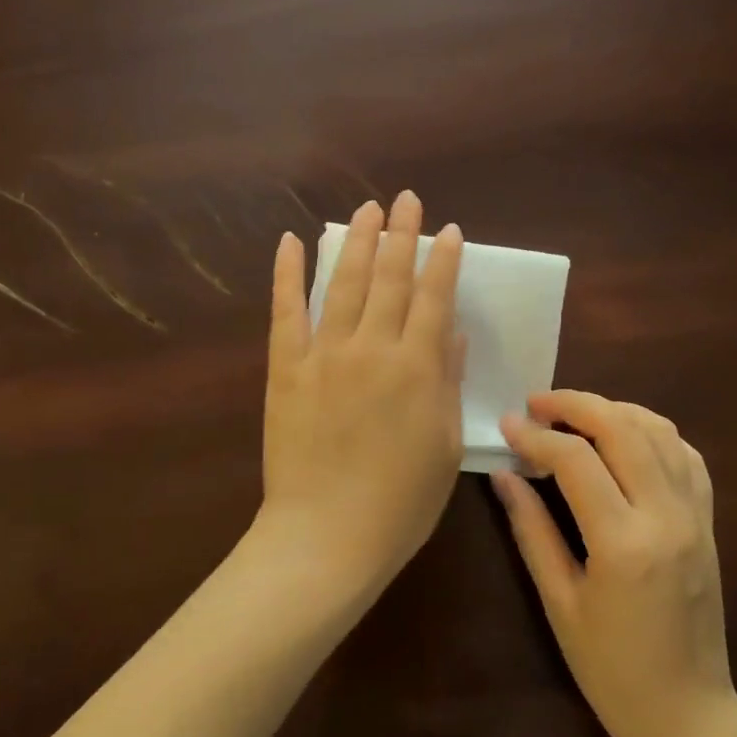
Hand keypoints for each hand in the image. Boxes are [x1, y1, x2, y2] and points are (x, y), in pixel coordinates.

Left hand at [257, 191, 465, 594]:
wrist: (326, 537)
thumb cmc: (399, 502)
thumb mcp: (443, 445)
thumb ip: (446, 381)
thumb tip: (451, 331)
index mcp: (417, 368)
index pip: (433, 298)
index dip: (442, 260)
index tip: (448, 230)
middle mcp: (372, 348)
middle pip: (389, 278)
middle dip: (401, 234)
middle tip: (406, 199)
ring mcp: (324, 354)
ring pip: (343, 283)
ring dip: (356, 241)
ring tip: (367, 209)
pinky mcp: (286, 367)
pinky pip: (286, 311)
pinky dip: (287, 274)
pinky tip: (292, 242)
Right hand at [495, 392, 735, 736]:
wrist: (690, 718)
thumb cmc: (612, 671)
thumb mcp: (559, 603)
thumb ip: (531, 530)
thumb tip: (503, 474)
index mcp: (624, 543)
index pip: (575, 460)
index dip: (535, 434)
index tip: (506, 425)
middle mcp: (667, 516)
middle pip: (623, 427)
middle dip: (575, 404)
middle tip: (536, 403)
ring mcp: (696, 516)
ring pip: (659, 430)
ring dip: (613, 410)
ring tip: (574, 415)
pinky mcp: (709, 522)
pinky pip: (686, 454)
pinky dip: (651, 431)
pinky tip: (623, 438)